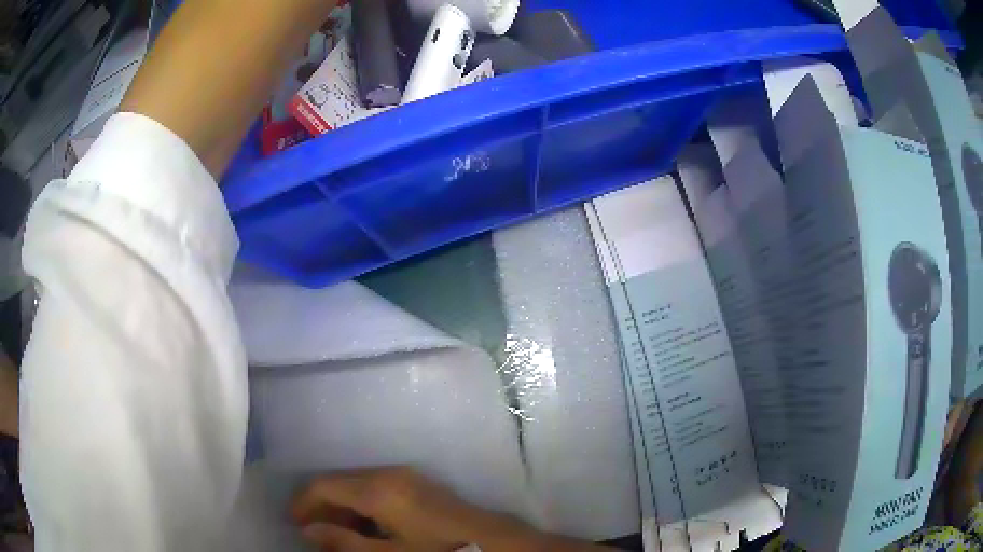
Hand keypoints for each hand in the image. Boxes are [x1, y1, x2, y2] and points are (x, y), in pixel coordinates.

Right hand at [290, 467, 613, 551]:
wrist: (492, 544)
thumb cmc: (436, 551)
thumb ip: (344, 542)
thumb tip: (309, 530)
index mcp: (378, 488)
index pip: (326, 484)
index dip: (304, 502)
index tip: (293, 523)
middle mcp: (390, 474)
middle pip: (341, 482)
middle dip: (322, 506)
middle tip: (313, 533)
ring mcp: (407, 478)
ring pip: (359, 486)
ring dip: (343, 507)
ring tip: (337, 535)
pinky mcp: (420, 486)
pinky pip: (378, 490)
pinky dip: (364, 507)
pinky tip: (366, 529)